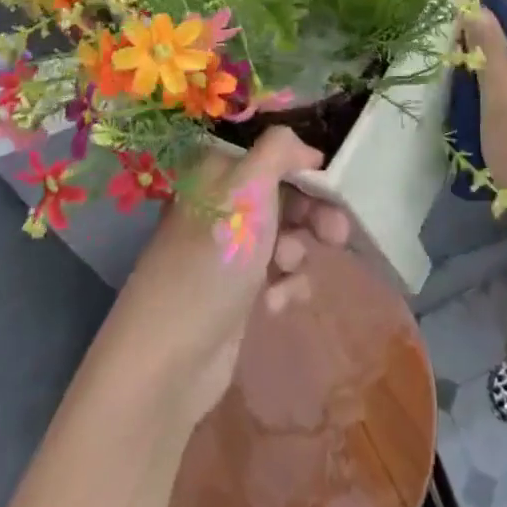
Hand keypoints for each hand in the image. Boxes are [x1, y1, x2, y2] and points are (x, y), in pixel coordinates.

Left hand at [102, 127, 352, 426]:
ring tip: (285, 271)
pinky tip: (274, 304)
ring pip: (286, 236)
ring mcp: (228, 250)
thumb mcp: (248, 187)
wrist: (168, 358)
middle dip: (313, 214)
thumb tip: (306, 148)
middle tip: (338, 233)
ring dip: (296, 252)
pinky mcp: (237, 293)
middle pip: (284, 195)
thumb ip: (280, 150)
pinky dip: (284, 286)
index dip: (304, 166)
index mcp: (216, 171)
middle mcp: (221, 204)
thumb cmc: (213, 257)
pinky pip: (278, 276)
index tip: (332, 184)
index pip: (271, 154)